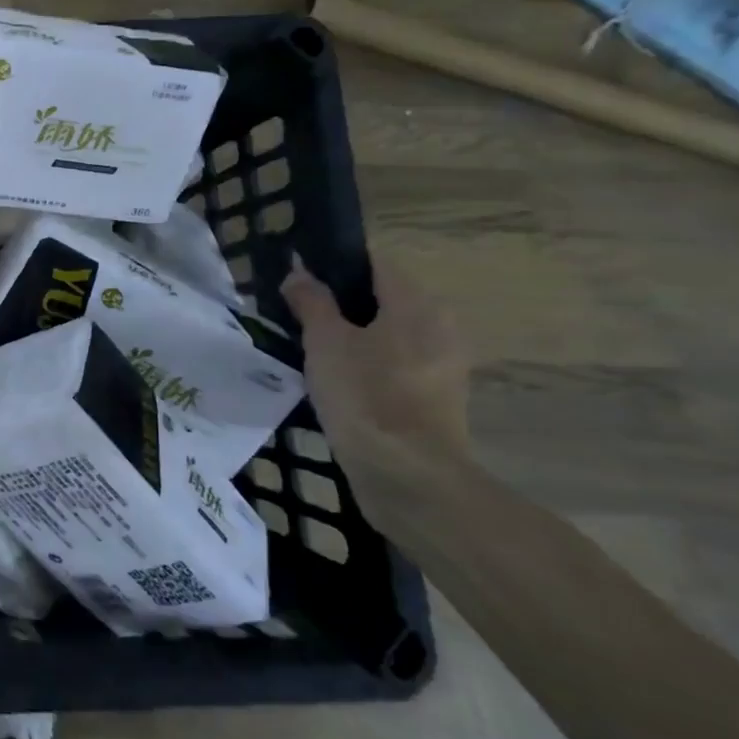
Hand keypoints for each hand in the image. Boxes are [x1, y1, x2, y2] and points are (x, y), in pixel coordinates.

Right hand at [281, 253, 470, 526]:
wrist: (408, 476)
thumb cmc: (365, 395)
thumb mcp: (324, 341)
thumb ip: (311, 301)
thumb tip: (299, 272)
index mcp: (417, 304)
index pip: (373, 262)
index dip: (333, 262)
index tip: (298, 275)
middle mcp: (439, 326)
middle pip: (381, 298)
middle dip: (339, 301)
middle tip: (295, 311)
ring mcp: (442, 365)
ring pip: (387, 333)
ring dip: (351, 334)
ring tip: (307, 344)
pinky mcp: (435, 398)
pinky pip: (393, 363)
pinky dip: (366, 362)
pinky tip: (333, 377)